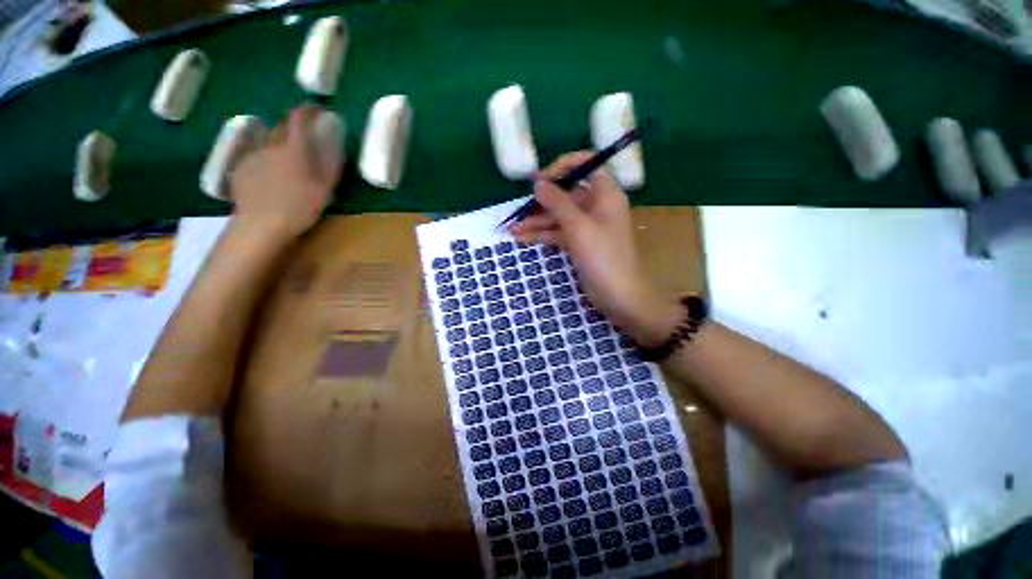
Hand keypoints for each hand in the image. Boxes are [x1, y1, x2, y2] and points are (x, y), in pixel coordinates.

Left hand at [228, 104, 342, 239]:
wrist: (260, 225)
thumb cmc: (299, 208)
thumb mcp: (324, 189)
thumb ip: (330, 163)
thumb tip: (335, 141)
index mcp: (292, 149)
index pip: (298, 118)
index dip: (308, 110)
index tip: (318, 110)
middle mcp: (269, 146)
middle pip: (281, 127)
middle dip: (294, 127)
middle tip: (305, 138)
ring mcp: (251, 156)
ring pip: (266, 140)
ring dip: (279, 142)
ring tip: (287, 158)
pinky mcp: (239, 168)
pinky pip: (255, 154)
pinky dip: (265, 157)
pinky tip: (270, 173)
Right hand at [509, 152, 677, 344]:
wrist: (617, 296)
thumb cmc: (603, 257)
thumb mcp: (578, 227)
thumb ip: (557, 202)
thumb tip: (538, 182)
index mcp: (605, 194)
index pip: (585, 165)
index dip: (562, 168)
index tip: (540, 180)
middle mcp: (596, 206)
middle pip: (566, 194)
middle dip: (541, 202)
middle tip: (518, 210)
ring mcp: (587, 227)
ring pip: (559, 216)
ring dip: (536, 222)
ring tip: (511, 229)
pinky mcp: (579, 243)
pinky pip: (558, 233)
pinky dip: (542, 235)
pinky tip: (521, 238)